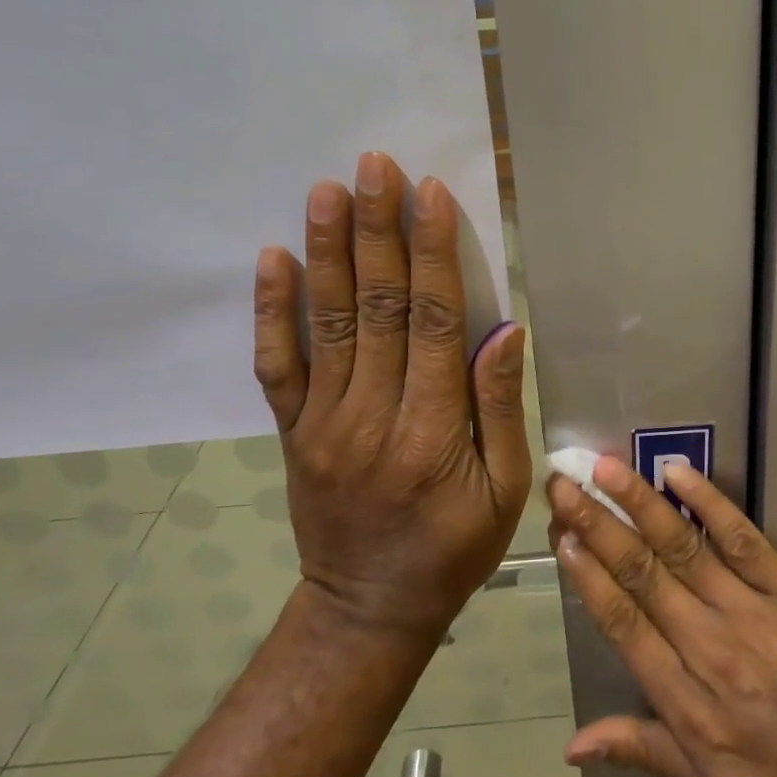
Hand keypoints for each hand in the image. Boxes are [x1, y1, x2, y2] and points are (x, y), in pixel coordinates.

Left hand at [254, 151, 530, 638]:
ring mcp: (323, 421)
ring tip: (326, 190)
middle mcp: (371, 415)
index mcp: (432, 431)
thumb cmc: (454, 549)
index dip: (433, 255)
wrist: (366, 610)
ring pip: (327, 322)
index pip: (435, 323)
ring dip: (327, 251)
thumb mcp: (504, 489)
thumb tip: (504, 330)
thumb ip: (498, 407)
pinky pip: (277, 364)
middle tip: (375, 166)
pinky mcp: (293, 430)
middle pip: (377, 307)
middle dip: (378, 230)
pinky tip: (272, 258)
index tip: (430, 196)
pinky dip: (272, 310)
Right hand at [545, 458, 776, 776]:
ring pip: (683, 548)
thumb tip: (573, 744)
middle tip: (566, 483)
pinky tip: (679, 473)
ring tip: (606, 468)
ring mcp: (751, 613)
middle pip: (642, 575)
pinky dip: (709, 503)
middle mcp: (710, 649)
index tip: (560, 535)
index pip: (622, 625)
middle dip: (598, 525)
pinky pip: (742, 539)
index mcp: (687, 705)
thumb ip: (647, 750)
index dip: (587, 577)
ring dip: (639, 503)